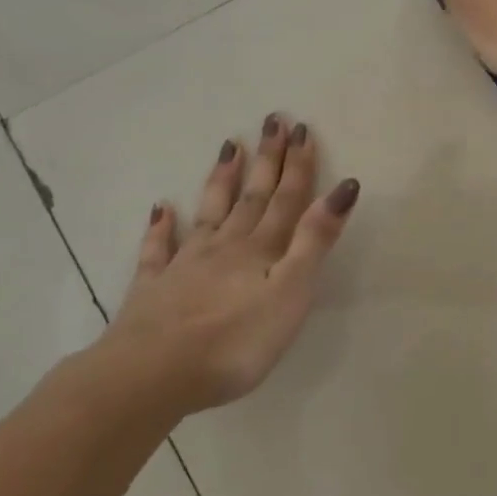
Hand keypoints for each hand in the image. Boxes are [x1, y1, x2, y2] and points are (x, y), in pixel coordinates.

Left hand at [95, 116, 359, 415]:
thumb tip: (344, 188)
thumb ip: (315, 240)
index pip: (287, 199)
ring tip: (228, 146)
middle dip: (267, 159)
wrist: (152, 374)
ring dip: (221, 180)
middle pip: (252, 196)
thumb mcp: (291, 292)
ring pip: (209, 213)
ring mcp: (186, 265)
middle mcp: (226, 247)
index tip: (302, 128)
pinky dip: (161, 228)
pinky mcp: (154, 289)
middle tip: (272, 121)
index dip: (298, 165)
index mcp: (261, 250)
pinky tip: (160, 209)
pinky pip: (158, 250)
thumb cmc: (235, 341)